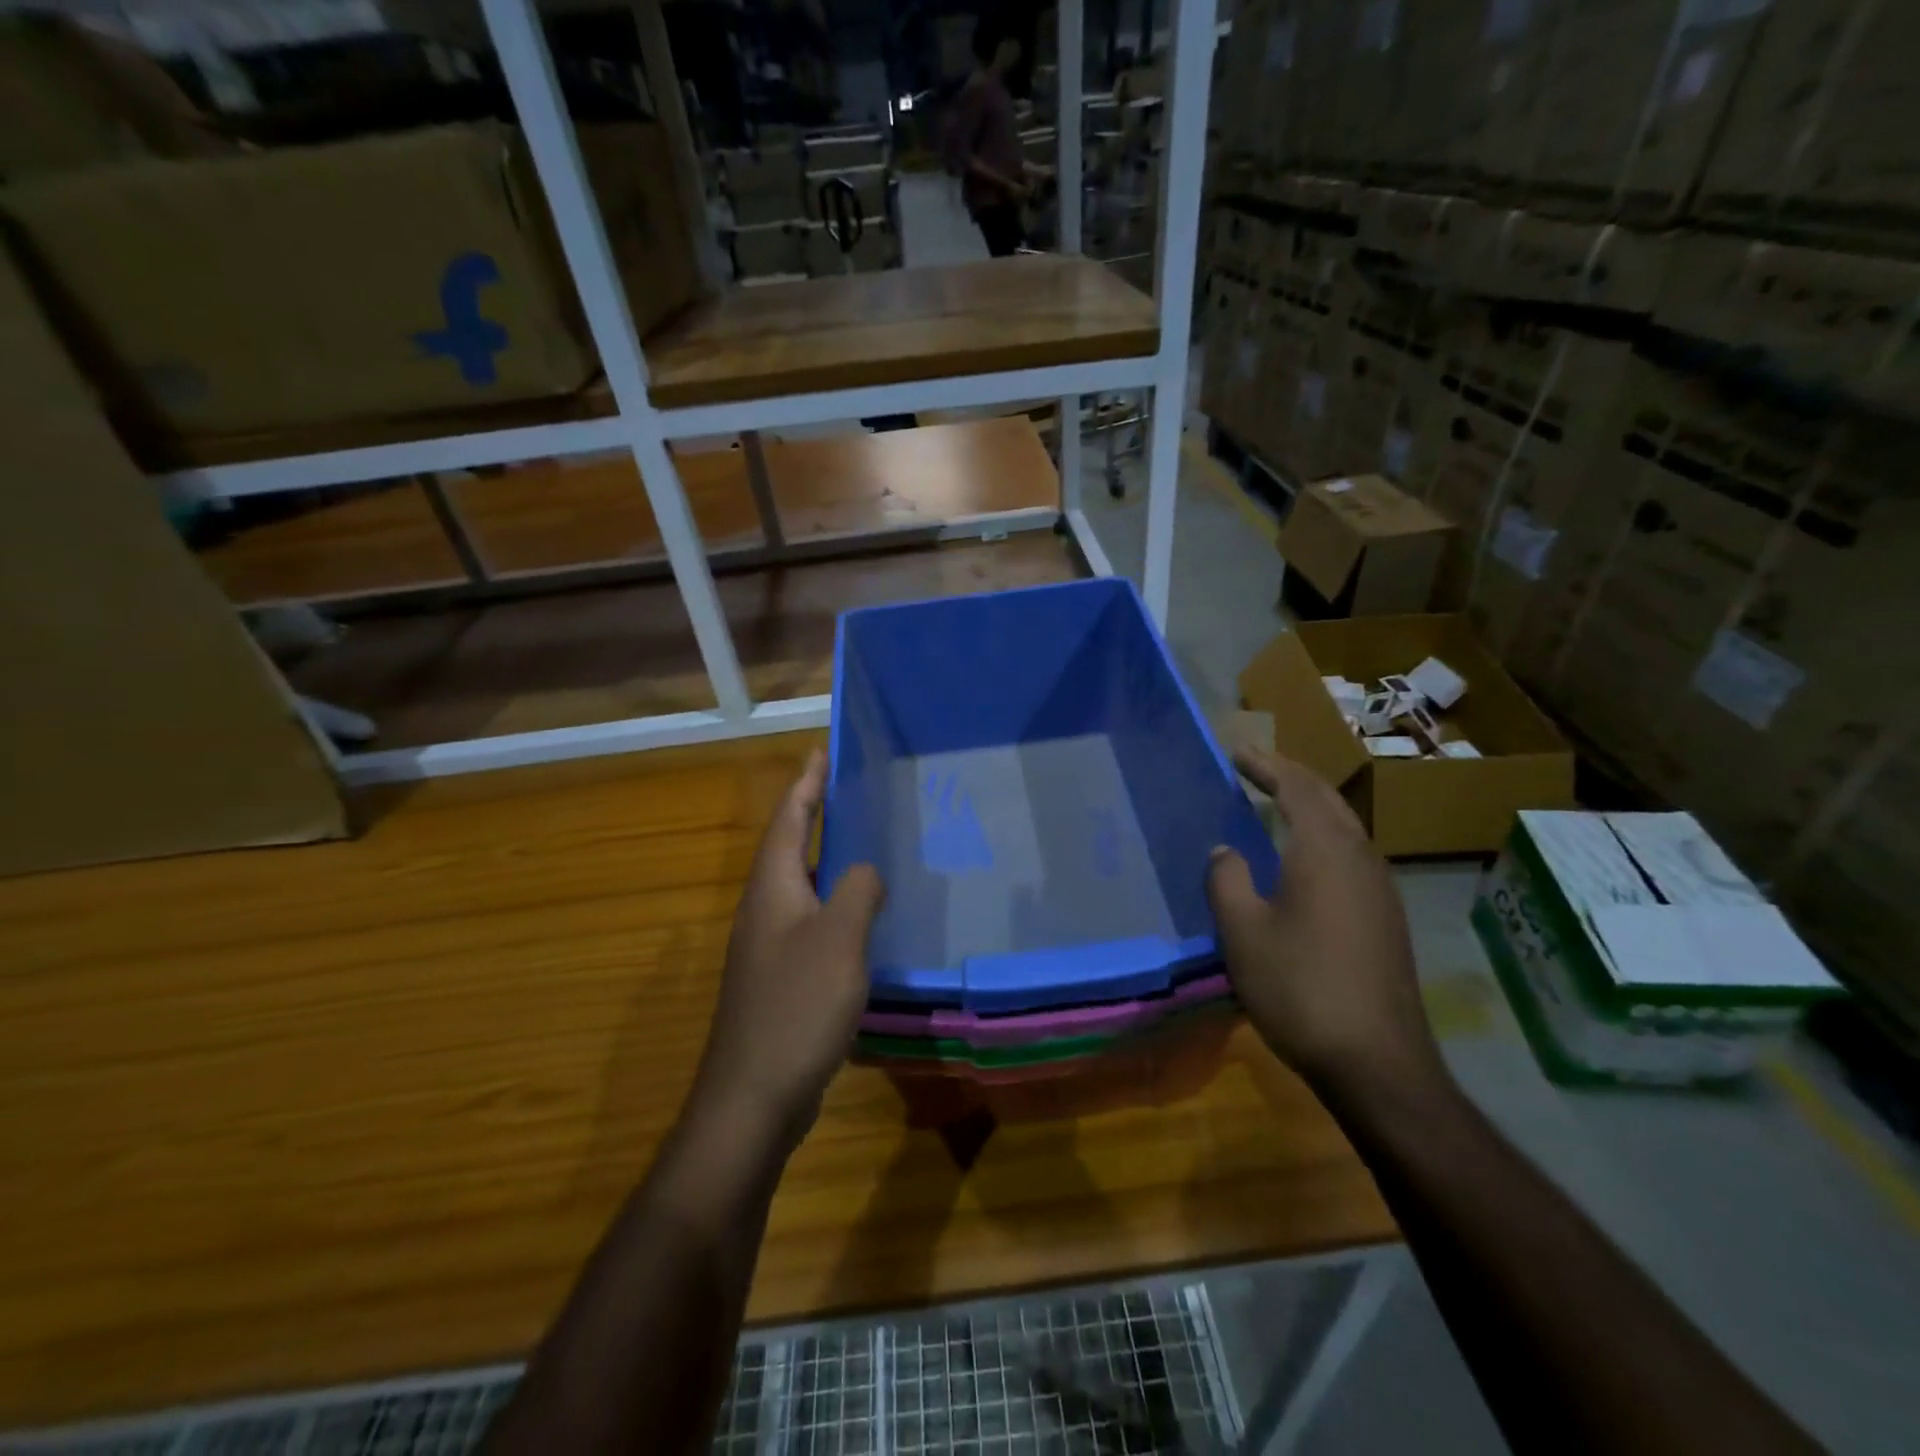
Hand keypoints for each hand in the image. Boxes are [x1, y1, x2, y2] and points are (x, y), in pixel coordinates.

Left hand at [694, 751, 884, 1145]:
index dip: (805, 784)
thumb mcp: (839, 939)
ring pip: (802, 885)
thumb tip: (866, 870)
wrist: (753, 1096)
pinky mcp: (780, 978)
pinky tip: (864, 917)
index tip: (821, 752)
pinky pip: (811, 922)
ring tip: (864, 843)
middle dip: (815, 814)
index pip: (788, 820)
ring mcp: (769, 947)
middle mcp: (765, 909)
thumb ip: (858, 891)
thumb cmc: (796, 1007)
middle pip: (791, 847)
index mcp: (773, 889)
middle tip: (849, 790)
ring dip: (828, 858)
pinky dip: (835, 903)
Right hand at [1208, 749, 1444, 1100]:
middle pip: (1328, 800)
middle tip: (1256, 767)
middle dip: (1291, 776)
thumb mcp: (1243, 932)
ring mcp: (1381, 889)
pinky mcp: (1387, 918)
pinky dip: (1322, 837)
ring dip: (1310, 806)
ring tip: (1276, 803)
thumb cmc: (1300, 987)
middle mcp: (1360, 858)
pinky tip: (1304, 860)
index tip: (1237, 750)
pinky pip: (1351, 855)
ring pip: (1345, 827)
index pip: (1297, 787)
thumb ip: (1226, 880)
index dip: (1266, 764)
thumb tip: (1225, 851)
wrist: (1377, 1063)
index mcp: (1325, 851)